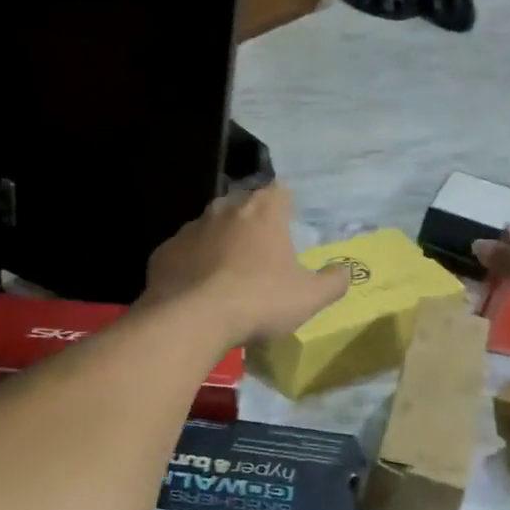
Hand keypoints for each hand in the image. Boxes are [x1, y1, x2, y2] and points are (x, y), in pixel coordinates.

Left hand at [143, 183, 349, 347]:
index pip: (279, 190)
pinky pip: (184, 253)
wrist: (191, 320)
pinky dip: (192, 265)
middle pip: (243, 205)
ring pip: (210, 227)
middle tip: (261, 251)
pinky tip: (197, 290)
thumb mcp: (309, 297)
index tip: (289, 222)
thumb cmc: (258, 300)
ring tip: (227, 274)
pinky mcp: (164, 252)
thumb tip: (346, 270)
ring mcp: (190, 229)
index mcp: (263, 211)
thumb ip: (334, 281)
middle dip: (252, 222)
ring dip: (220, 243)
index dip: (286, 204)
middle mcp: (225, 209)